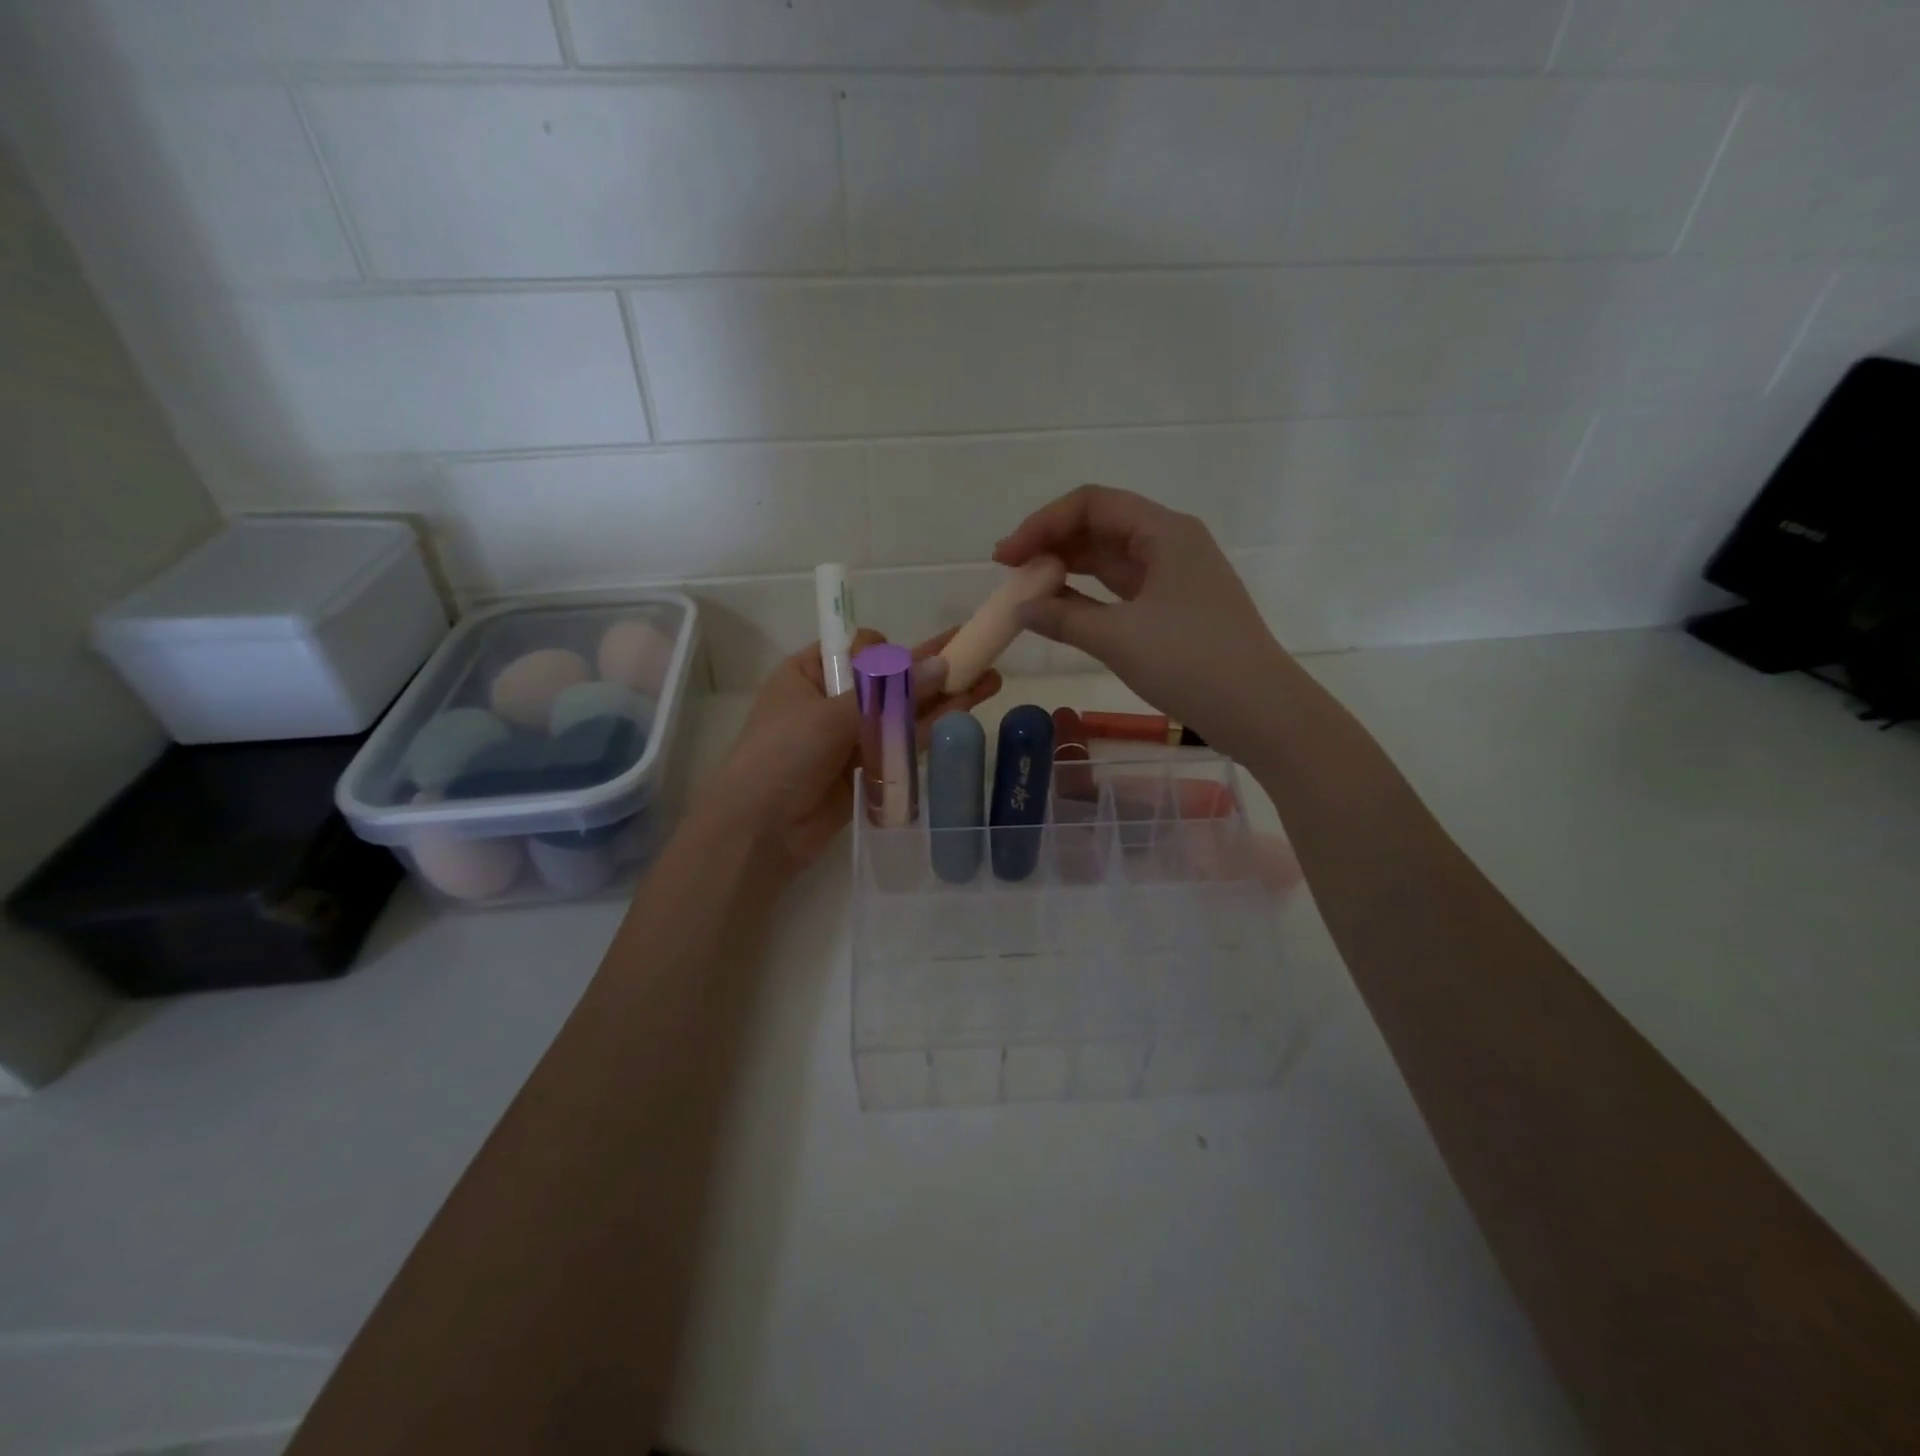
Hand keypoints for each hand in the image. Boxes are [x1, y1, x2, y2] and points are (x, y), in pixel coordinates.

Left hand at [695, 628, 1000, 876]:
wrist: (758, 831)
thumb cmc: (782, 756)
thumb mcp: (833, 715)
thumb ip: (891, 694)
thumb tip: (943, 666)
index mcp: (810, 673)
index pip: (859, 648)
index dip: (890, 651)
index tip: (911, 662)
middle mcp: (832, 699)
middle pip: (889, 679)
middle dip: (931, 668)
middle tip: (977, 654)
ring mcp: (851, 735)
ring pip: (901, 711)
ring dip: (941, 697)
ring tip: (988, 681)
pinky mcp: (866, 767)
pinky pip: (901, 743)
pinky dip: (929, 729)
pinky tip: (964, 711)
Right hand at [994, 485, 1292, 765]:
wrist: (1258, 710)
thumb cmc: (1190, 661)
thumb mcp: (1118, 637)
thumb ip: (1063, 618)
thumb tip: (1023, 609)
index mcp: (1164, 532)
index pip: (1091, 504)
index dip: (1042, 524)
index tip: (1006, 557)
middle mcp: (1171, 544)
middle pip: (1100, 527)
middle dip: (1051, 545)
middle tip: (1010, 573)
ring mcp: (1175, 579)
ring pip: (1110, 561)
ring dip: (1068, 572)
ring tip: (1027, 592)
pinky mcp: (1175, 610)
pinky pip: (1122, 592)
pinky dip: (1089, 599)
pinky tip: (1060, 613)